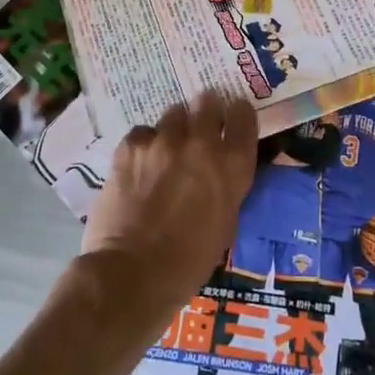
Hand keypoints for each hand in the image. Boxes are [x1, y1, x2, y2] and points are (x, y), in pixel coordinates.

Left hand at [80, 92, 257, 321]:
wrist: (133, 273)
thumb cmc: (189, 262)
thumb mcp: (226, 223)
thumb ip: (227, 185)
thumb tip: (220, 171)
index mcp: (232, 165)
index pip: (243, 115)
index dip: (236, 115)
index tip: (230, 120)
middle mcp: (202, 143)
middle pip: (207, 101)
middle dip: (204, 112)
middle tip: (197, 129)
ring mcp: (164, 141)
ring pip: (173, 114)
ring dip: (173, 129)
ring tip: (164, 151)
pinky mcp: (131, 146)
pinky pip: (142, 133)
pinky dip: (143, 145)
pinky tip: (138, 166)